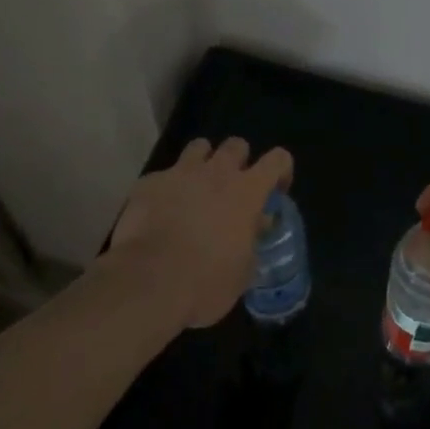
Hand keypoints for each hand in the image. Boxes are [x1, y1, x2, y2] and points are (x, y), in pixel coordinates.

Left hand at [106, 138, 293, 328]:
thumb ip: (253, 238)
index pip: (278, 159)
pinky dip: (167, 188)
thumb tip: (258, 223)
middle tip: (231, 188)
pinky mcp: (149, 183)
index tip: (274, 191)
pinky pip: (163, 174)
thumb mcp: (243, 270)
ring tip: (196, 188)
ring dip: (202, 163)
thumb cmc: (207, 283)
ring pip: (199, 147)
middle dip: (238, 161)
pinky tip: (160, 211)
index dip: (280, 171)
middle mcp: (217, 172)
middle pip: (236, 144)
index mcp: (247, 191)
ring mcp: (181, 173)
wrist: (148, 284)